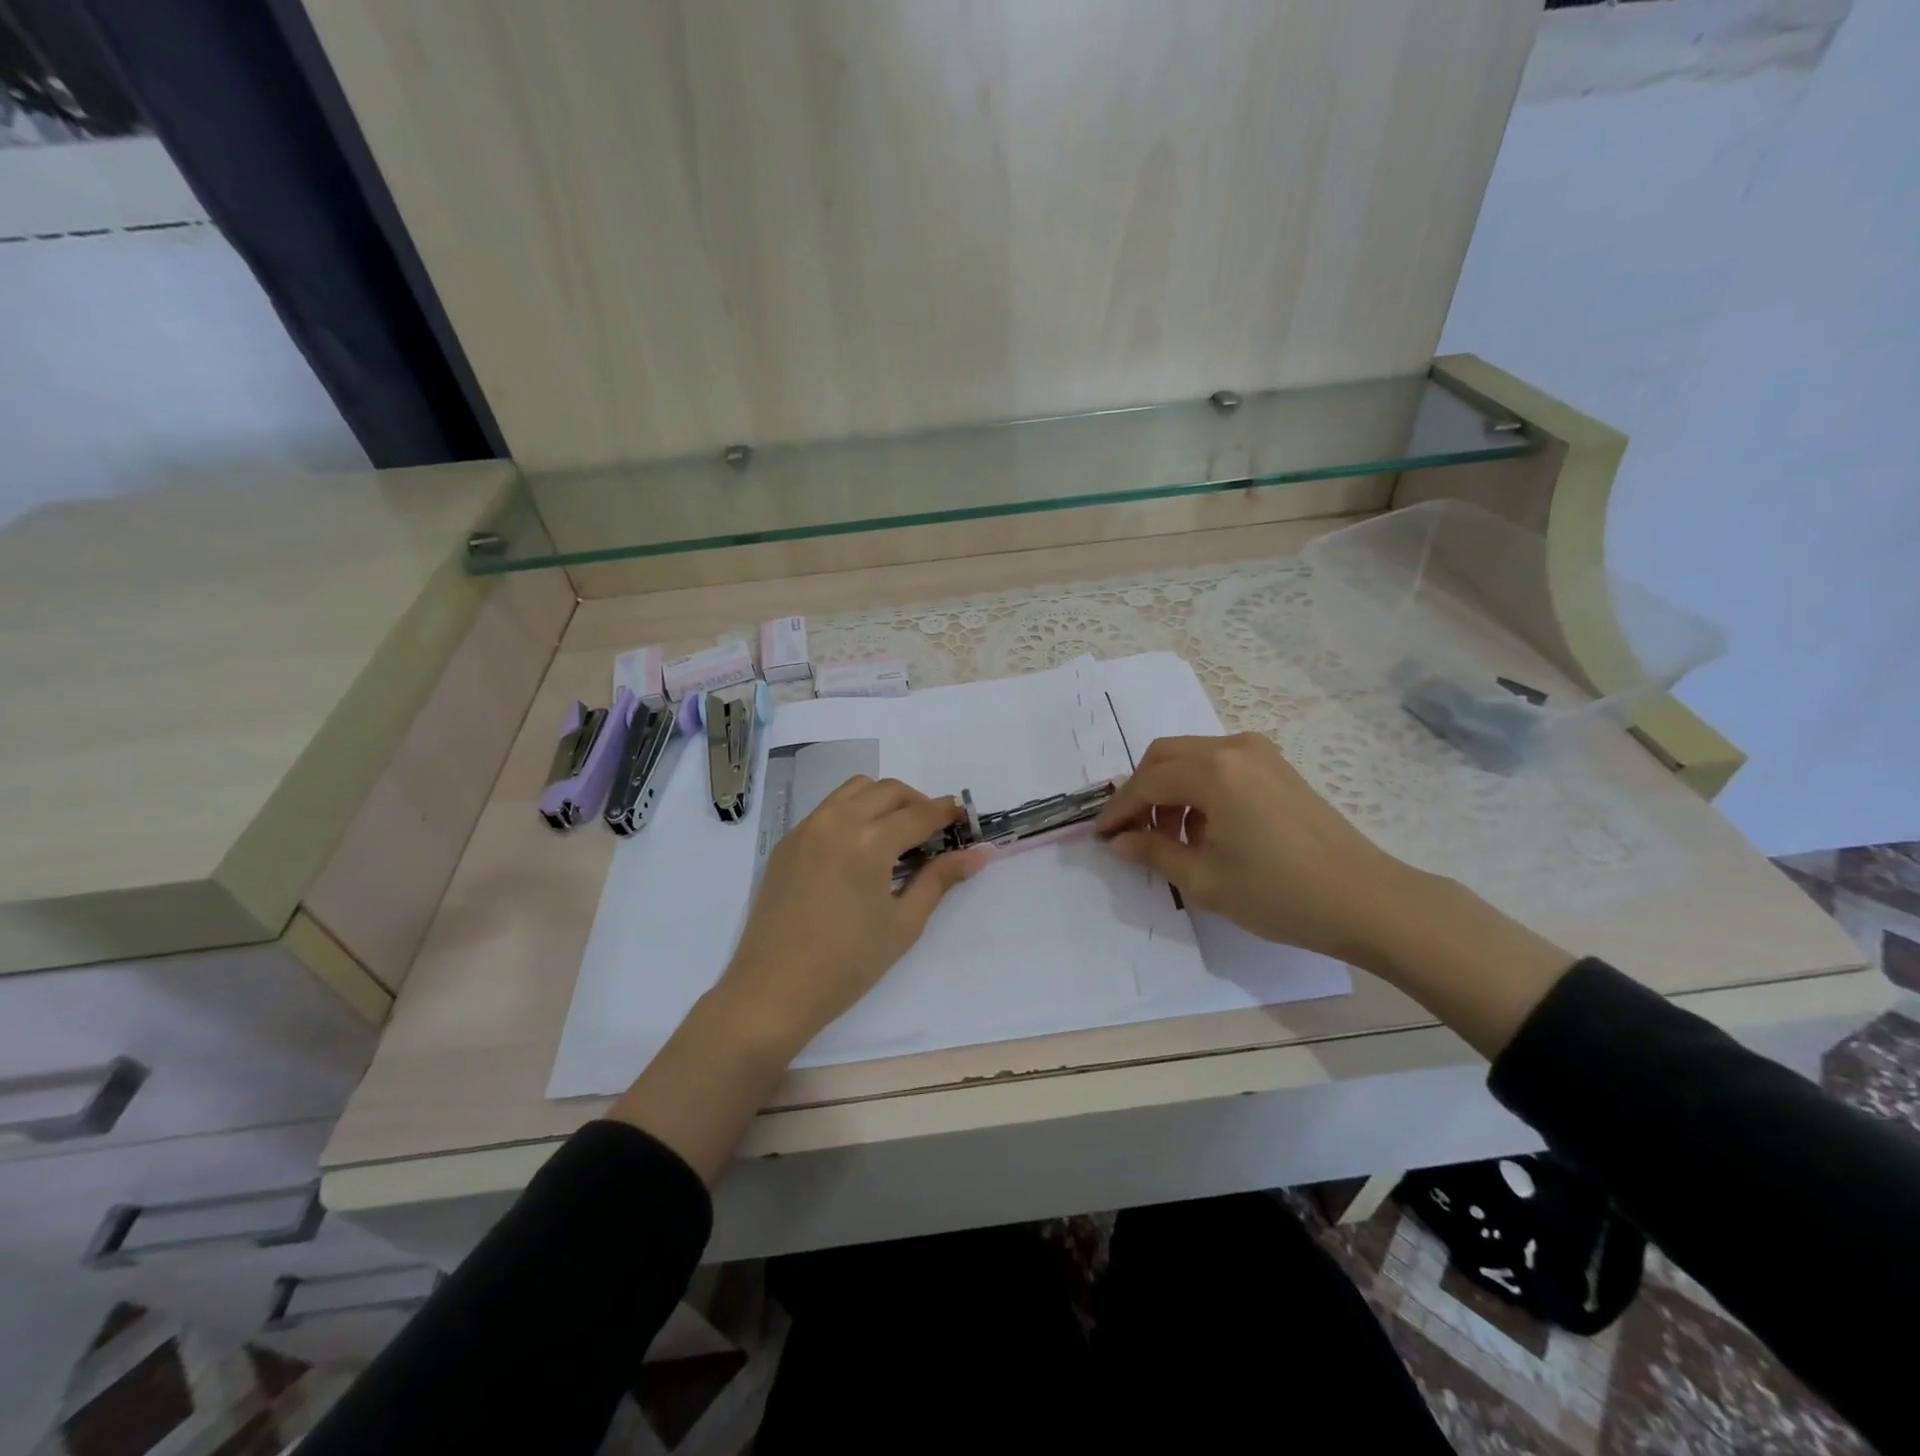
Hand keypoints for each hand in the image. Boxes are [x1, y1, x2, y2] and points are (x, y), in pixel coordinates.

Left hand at [713, 775, 986, 1055]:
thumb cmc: (847, 965)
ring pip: (855, 789)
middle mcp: (836, 822)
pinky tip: (860, 847)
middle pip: (888, 790)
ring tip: (897, 834)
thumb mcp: (903, 924)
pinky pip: (828, 808)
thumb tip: (978, 854)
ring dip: (883, 800)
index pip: (918, 814)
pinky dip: (853, 811)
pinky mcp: (787, 842)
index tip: (963, 819)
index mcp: (868, 842)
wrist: (772, 991)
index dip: (946, 813)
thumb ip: (939, 879)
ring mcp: (806, 828)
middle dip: (917, 802)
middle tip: (933, 831)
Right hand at [1095, 733, 1424, 967]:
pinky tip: (1205, 829)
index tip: (1100, 836)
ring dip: (1170, 790)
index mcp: (1214, 771)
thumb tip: (1118, 842)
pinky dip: (1199, 789)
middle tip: (1131, 832)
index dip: (1119, 809)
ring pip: (1192, 758)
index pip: (1147, 782)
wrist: (1366, 900)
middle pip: (1165, 756)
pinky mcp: (1278, 767)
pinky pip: (1220, 765)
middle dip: (1141, 791)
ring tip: (1171, 839)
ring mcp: (1261, 754)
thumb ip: (1153, 853)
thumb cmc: (1279, 893)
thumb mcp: (1205, 880)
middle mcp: (1234, 748)